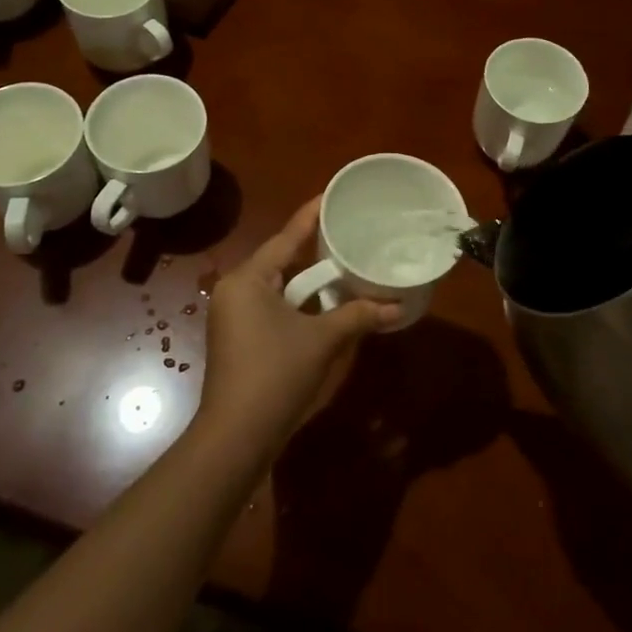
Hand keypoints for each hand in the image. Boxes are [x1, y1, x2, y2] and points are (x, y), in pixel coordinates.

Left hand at [195, 200, 393, 457]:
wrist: (237, 436)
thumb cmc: (275, 374)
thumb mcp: (322, 340)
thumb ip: (358, 316)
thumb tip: (397, 306)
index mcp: (248, 280)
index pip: (285, 237)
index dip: (310, 216)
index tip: (330, 195)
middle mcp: (236, 291)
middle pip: (281, 261)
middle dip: (314, 252)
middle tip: (346, 234)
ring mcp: (234, 318)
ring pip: (278, 288)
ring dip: (309, 283)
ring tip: (342, 267)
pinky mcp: (239, 340)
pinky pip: (273, 309)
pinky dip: (299, 305)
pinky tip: (325, 307)